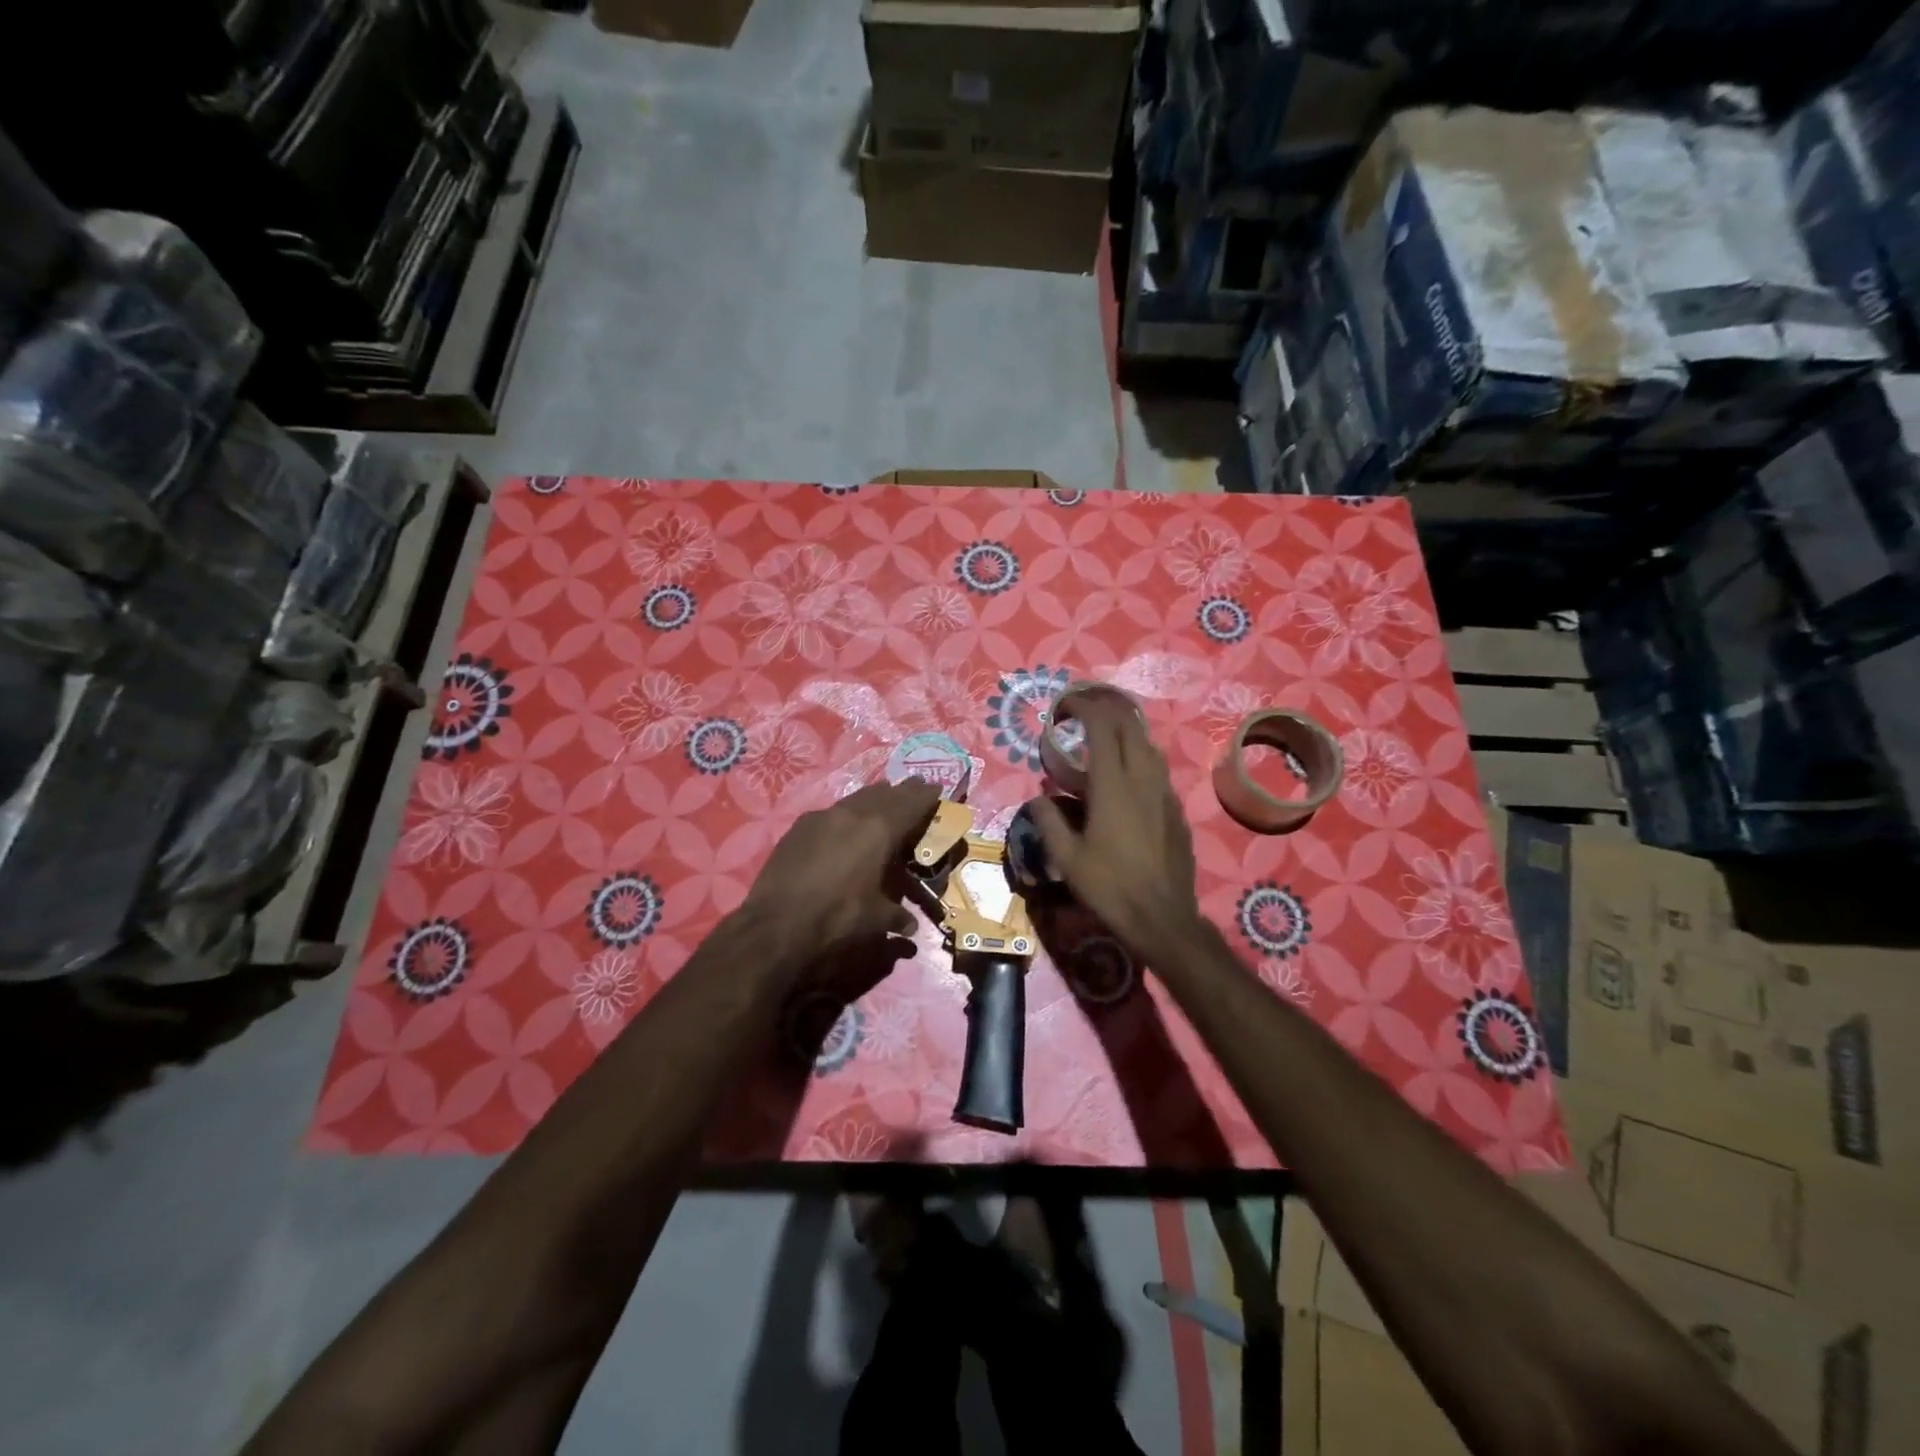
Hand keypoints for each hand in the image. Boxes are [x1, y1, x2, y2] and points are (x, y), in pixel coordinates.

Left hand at [739, 779, 940, 972]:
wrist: (777, 923)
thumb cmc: (837, 918)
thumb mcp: (875, 920)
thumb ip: (897, 916)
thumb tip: (911, 927)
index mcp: (879, 830)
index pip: (910, 804)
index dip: (926, 795)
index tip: (936, 787)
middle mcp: (853, 814)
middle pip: (884, 794)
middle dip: (902, 791)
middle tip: (915, 786)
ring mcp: (822, 817)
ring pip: (856, 799)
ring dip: (873, 797)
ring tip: (883, 798)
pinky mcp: (799, 827)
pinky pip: (831, 812)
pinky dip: (846, 813)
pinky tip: (844, 824)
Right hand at [1032, 697, 1203, 961]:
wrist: (1162, 917)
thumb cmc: (1109, 888)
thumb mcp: (1066, 858)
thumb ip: (1048, 821)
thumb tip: (1037, 799)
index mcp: (1112, 785)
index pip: (1102, 726)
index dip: (1083, 706)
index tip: (1064, 705)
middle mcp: (1143, 779)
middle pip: (1129, 725)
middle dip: (1106, 708)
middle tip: (1082, 711)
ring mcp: (1164, 792)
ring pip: (1148, 744)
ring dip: (1124, 730)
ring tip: (1102, 736)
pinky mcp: (1176, 809)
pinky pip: (1157, 769)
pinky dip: (1138, 757)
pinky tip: (1125, 776)